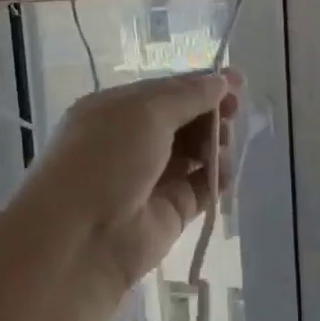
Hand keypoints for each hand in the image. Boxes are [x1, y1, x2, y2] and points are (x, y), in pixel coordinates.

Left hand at [23, 71, 240, 295]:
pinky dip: (218, 176)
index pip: (167, 91)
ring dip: (216, 143)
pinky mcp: (172, 209)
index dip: (202, 85)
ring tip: (221, 149)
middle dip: (212, 114)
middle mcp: (133, 141)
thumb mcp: (144, 112)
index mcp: (117, 110)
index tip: (239, 83)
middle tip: (234, 115)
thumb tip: (222, 82)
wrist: (80, 238)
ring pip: (197, 151)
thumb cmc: (105, 160)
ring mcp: (154, 177)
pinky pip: (203, 186)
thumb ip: (188, 96)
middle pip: (185, 120)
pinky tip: (224, 171)